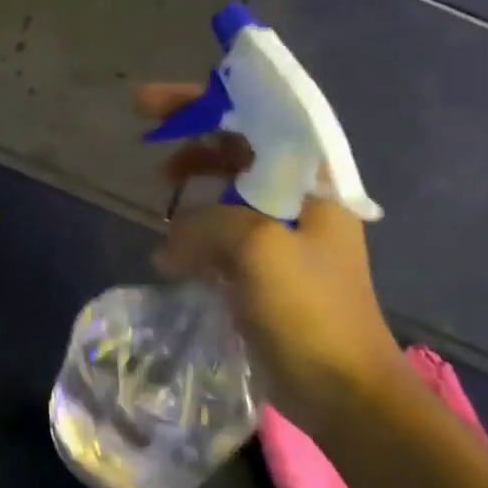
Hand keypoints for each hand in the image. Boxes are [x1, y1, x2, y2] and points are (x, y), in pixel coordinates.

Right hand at [137, 84, 401, 433]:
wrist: (341, 388)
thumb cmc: (309, 310)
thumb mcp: (257, 249)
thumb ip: (207, 223)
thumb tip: (171, 241)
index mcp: (311, 182)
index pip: (260, 116)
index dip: (209, 99)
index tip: (155, 102)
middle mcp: (299, 199)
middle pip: (241, 147)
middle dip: (193, 136)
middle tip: (147, 136)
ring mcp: (282, 235)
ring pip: (227, 189)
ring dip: (192, 184)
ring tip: (159, 191)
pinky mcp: (263, 268)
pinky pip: (221, 232)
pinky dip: (193, 230)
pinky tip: (170, 248)